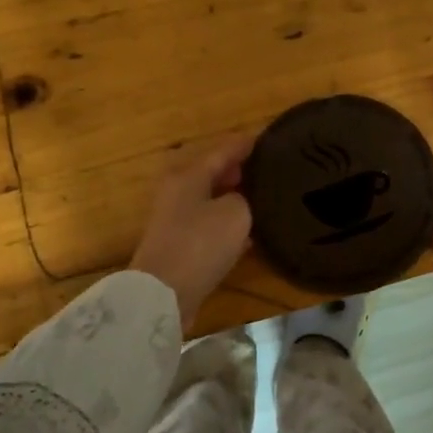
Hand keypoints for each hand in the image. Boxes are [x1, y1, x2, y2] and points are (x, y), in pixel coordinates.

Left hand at [129, 134, 253, 327]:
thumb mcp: (236, 213)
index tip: (269, 139)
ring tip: (264, 198)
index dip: (246, 144)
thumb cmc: (200, 243)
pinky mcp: (178, 244)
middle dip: (239, 169)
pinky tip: (249, 231)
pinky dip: (227, 222)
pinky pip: (208, 223)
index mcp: (188, 174)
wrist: (164, 293)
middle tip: (269, 170)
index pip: (223, 149)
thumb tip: (243, 198)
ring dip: (233, 197)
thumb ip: (245, 197)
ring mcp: (175, 218)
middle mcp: (177, 190)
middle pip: (212, 172)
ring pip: (210, 198)